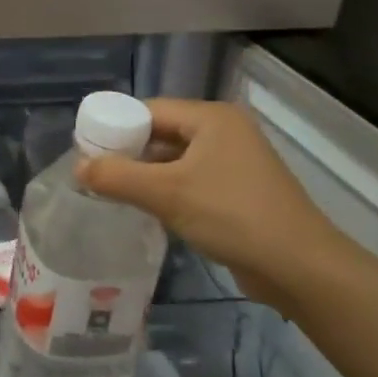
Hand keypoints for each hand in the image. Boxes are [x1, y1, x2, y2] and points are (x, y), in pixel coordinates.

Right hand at [75, 98, 343, 311]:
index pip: (149, 110)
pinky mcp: (238, 189)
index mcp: (211, 117)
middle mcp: (224, 131)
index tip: (86, 149)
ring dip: (145, 174)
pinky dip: (167, 190)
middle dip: (128, 152)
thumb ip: (117, 177)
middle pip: (161, 132)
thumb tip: (78, 167)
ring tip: (112, 191)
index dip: (115, 126)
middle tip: (94, 172)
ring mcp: (234, 161)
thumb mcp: (166, 194)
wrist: (299, 267)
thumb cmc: (232, 216)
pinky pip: (190, 179)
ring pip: (175, 158)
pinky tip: (146, 208)